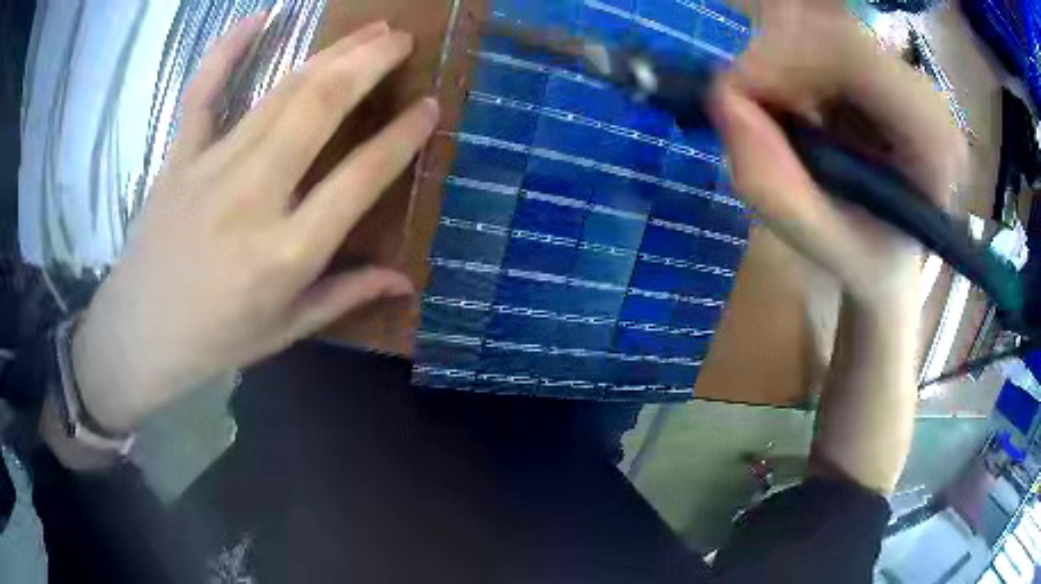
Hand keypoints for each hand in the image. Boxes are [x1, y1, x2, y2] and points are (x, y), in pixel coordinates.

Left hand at [72, 17, 439, 433]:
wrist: (139, 335)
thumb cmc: (214, 340)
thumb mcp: (285, 330)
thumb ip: (345, 296)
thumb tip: (405, 281)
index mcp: (286, 253)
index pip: (359, 179)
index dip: (402, 137)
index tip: (430, 107)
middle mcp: (252, 198)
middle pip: (319, 109)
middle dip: (369, 64)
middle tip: (402, 40)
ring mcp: (211, 169)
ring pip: (280, 93)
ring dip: (330, 53)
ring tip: (368, 29)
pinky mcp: (179, 157)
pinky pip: (203, 92)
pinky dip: (227, 50)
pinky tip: (258, 18)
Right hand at [709, 3, 966, 306]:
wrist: (891, 256)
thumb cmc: (866, 259)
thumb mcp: (819, 242)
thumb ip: (773, 185)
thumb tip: (723, 102)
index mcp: (931, 140)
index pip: (851, 53)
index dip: (781, 58)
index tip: (734, 97)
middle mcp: (925, 93)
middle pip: (831, 32)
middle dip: (773, 60)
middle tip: (744, 108)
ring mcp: (902, 71)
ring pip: (820, 27)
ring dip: (779, 62)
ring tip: (777, 116)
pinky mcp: (879, 63)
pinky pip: (819, 35)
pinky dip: (788, 61)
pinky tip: (795, 104)